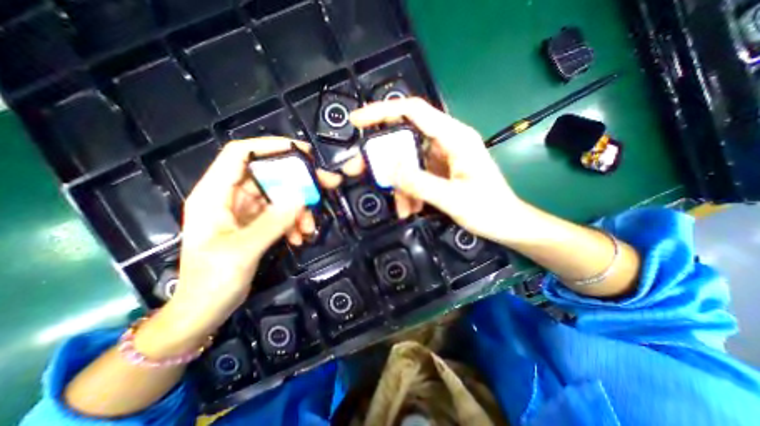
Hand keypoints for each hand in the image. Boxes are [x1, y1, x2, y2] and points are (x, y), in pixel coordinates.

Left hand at [135, 136, 341, 355]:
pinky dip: (294, 222)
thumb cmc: (211, 282)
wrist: (204, 311)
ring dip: (299, 209)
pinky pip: (281, 214)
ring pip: (279, 196)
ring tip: (308, 228)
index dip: (270, 147)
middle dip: (297, 181)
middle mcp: (230, 197)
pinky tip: (299, 237)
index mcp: (214, 195)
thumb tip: (300, 198)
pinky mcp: (257, 224)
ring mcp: (245, 211)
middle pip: (269, 175)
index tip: (302, 152)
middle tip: (324, 185)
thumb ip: (272, 223)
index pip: (240, 155)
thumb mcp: (242, 251)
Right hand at [352, 98, 532, 246]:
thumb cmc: (489, 210)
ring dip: (399, 185)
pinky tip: (410, 209)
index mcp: (455, 137)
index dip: (382, 111)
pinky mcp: (439, 171)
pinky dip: (408, 192)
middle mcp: (446, 142)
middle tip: (360, 170)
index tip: (357, 121)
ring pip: (407, 163)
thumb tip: (388, 166)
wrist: (507, 225)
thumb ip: (419, 182)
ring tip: (402, 209)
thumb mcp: (452, 198)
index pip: (413, 111)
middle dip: (383, 158)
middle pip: (404, 139)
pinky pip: (414, 176)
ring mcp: (441, 157)